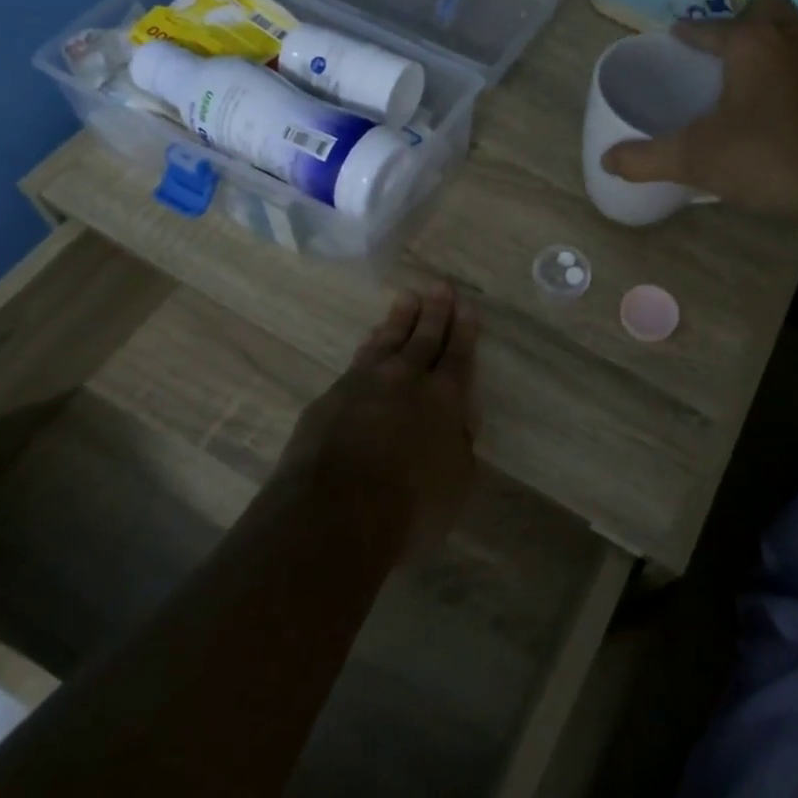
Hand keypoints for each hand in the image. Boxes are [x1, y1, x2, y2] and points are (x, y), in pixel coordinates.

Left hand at [275, 284, 478, 558]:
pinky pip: (358, 361)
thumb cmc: (410, 506)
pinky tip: (369, 343)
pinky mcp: (331, 397)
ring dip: (398, 321)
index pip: (458, 357)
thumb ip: (460, 446)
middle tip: (439, 287)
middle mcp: (406, 380)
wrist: (334, 511)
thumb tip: (459, 423)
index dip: (464, 332)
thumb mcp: (456, 482)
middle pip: (423, 338)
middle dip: (434, 312)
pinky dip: (369, 347)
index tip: (467, 307)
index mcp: (444, 399)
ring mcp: (364, 384)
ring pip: (386, 342)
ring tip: (405, 300)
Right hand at [600, 0, 797, 224]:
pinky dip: (786, 65)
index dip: (688, 33)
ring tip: (741, 69)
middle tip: (717, 51)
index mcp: (750, 42)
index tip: (673, 39)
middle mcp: (787, 38)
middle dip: (740, 19)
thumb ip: (646, 158)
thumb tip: (606, 161)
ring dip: (767, 38)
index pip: (710, 27)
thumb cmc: (763, 157)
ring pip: (791, 28)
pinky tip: (771, 98)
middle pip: (765, 5)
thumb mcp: (694, 159)